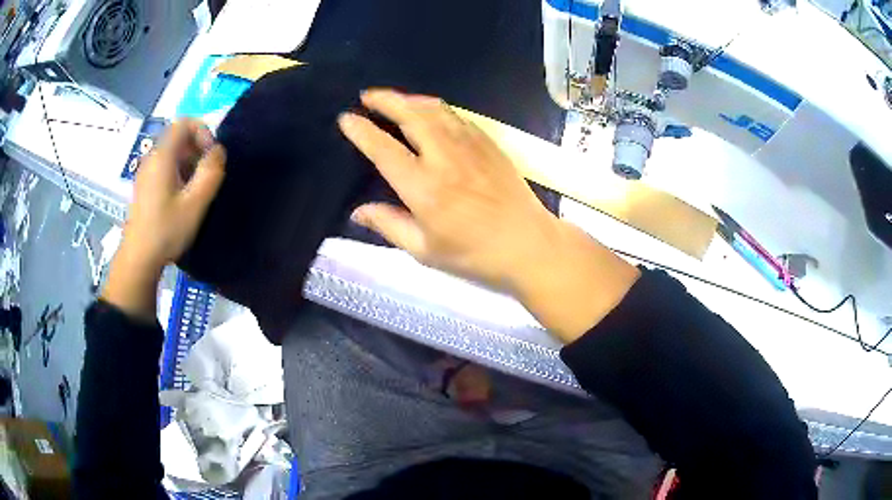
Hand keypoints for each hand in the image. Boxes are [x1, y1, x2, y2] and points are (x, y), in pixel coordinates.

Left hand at [102, 119, 225, 320]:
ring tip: (197, 190)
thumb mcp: (195, 203)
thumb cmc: (166, 230)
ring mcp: (146, 172)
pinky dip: (179, 173)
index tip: (211, 157)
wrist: (138, 259)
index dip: (203, 132)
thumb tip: (219, 151)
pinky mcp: (145, 185)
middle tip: (207, 176)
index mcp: (162, 156)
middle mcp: (152, 157)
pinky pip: (165, 167)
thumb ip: (211, 173)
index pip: (185, 122)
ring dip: (190, 163)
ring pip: (173, 153)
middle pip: (179, 136)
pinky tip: (182, 198)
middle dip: (198, 149)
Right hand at [338, 90, 559, 291]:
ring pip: (435, 109)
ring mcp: (470, 145)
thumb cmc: (474, 254)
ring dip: (410, 99)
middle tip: (367, 95)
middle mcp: (444, 157)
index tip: (346, 119)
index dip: (361, 131)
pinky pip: (457, 116)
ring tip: (394, 99)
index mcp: (423, 187)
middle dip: (384, 100)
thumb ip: (389, 225)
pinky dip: (437, 108)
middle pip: (410, 115)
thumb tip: (358, 212)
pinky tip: (431, 113)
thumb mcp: (425, 250)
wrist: (529, 244)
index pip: (383, 149)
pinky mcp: (489, 143)